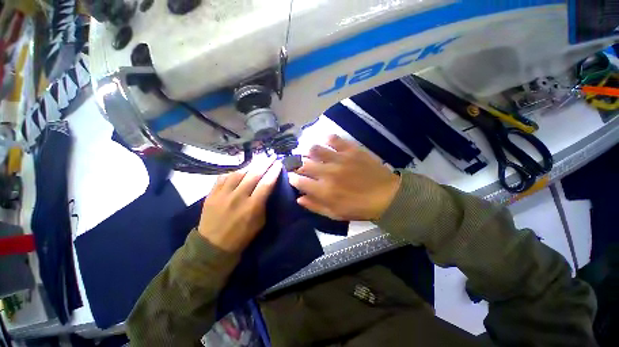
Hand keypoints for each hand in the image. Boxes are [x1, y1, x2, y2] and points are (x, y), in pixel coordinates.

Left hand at [198, 158, 281, 252]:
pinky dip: (233, 172)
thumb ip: (263, 204)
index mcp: (252, 206)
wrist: (213, 245)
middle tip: (271, 156)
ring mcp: (223, 194)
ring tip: (257, 160)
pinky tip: (239, 170)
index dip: (273, 172)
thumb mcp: (259, 222)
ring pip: (238, 173)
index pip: (266, 184)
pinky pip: (223, 177)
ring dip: (250, 165)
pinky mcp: (211, 194)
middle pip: (253, 175)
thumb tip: (266, 189)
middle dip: (264, 164)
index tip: (278, 163)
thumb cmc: (241, 236)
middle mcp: (238, 197)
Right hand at [289, 135, 400, 220]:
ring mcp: (339, 159)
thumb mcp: (335, 214)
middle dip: (297, 165)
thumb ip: (315, 206)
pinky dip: (327, 139)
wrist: (386, 195)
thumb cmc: (359, 208)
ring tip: (309, 153)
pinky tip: (325, 142)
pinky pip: (334, 139)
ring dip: (308, 151)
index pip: (298, 181)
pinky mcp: (351, 150)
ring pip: (315, 149)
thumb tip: (299, 198)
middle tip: (299, 165)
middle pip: (303, 164)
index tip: (292, 177)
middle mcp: (328, 173)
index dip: (292, 178)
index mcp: (323, 191)